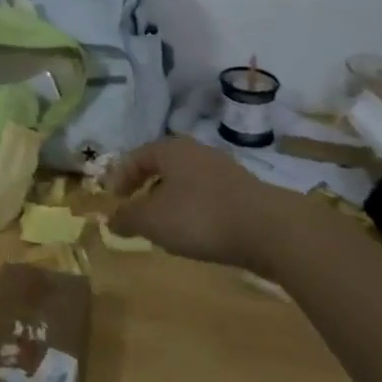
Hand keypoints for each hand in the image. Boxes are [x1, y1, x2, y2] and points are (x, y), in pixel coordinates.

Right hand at [107, 136, 317, 277]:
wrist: (270, 230)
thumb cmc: (201, 217)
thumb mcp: (153, 221)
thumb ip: (128, 218)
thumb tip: (111, 219)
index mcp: (170, 149)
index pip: (135, 156)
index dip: (120, 177)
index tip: (113, 200)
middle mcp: (195, 151)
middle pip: (162, 166)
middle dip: (146, 187)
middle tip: (137, 210)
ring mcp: (223, 169)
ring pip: (186, 181)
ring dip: (171, 200)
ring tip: (166, 226)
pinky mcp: (244, 191)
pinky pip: (207, 195)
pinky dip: (195, 209)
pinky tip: (198, 231)